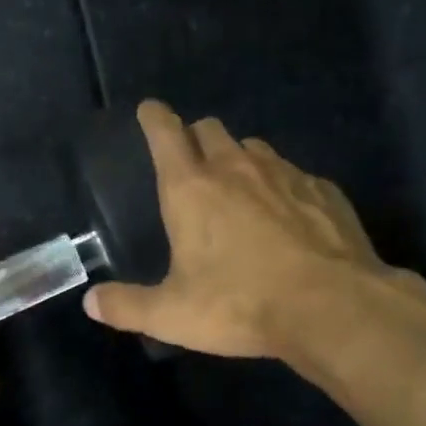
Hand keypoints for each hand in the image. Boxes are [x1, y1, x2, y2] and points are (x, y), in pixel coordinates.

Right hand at [82, 101, 425, 360]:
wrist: (333, 307)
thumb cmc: (241, 304)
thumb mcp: (173, 315)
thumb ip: (128, 306)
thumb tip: (92, 302)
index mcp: (191, 188)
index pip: (165, 132)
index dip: (154, 117)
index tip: (150, 110)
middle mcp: (235, 167)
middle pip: (210, 128)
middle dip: (196, 137)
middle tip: (193, 163)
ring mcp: (284, 173)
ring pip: (254, 147)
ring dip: (240, 159)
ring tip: (241, 190)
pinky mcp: (322, 190)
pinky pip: (295, 174)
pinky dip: (283, 186)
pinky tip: (290, 217)